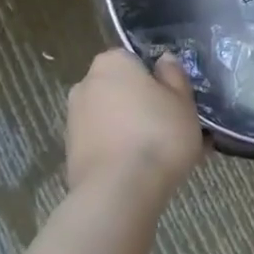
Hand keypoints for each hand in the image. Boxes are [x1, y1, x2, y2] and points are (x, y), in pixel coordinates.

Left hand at [66, 50, 206, 204]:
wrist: (118, 193)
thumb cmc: (157, 135)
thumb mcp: (182, 101)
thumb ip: (174, 76)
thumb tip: (164, 60)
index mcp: (112, 63)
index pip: (135, 60)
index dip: (156, 79)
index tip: (174, 100)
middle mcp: (85, 84)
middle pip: (121, 89)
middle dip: (142, 105)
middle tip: (171, 127)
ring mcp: (74, 120)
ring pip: (113, 119)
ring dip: (132, 130)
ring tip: (162, 156)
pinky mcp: (71, 154)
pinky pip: (104, 144)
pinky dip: (120, 152)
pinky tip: (143, 172)